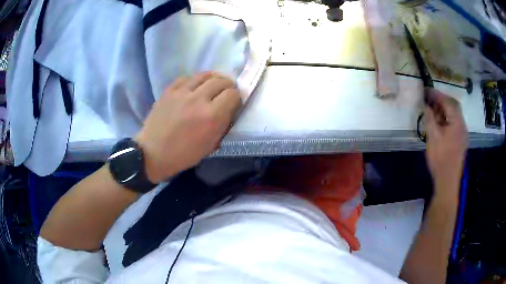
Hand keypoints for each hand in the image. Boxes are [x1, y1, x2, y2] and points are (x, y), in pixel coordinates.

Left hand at [136, 72, 240, 182]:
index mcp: (211, 116)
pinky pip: (187, 77)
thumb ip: (223, 124)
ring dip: (214, 79)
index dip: (237, 98)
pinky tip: (195, 86)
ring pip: (205, 75)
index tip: (234, 103)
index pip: (233, 94)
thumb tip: (229, 109)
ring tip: (214, 85)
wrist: (153, 153)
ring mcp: (182, 92)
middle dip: (228, 86)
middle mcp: (199, 99)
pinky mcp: (169, 90)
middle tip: (227, 92)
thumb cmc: (183, 155)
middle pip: (221, 81)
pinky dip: (195, 80)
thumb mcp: (210, 145)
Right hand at [424, 89, 468, 195]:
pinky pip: (455, 124)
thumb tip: (426, 105)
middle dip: (442, 100)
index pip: (448, 102)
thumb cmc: (440, 160)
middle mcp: (463, 126)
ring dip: (445, 110)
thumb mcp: (432, 138)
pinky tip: (440, 123)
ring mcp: (463, 134)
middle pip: (454, 106)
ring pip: (455, 115)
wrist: (447, 182)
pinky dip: (447, 119)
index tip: (426, 90)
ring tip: (433, 111)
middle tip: (430, 99)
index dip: (437, 94)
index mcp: (457, 123)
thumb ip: (430, 118)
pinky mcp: (461, 141)